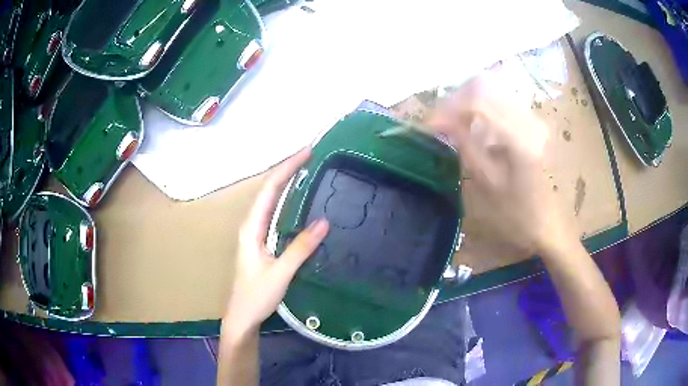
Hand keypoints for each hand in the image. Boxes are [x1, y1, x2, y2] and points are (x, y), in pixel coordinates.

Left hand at [223, 148, 328, 338]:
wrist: (243, 316)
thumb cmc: (257, 296)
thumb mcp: (281, 273)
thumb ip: (300, 248)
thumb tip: (324, 221)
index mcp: (251, 228)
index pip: (270, 189)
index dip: (287, 168)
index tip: (307, 152)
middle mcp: (252, 225)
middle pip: (269, 190)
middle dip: (288, 170)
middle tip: (311, 156)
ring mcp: (256, 233)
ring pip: (272, 200)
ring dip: (287, 183)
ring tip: (307, 170)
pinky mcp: (262, 242)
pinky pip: (275, 214)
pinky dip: (287, 201)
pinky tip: (299, 200)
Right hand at [427, 74, 572, 253]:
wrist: (548, 225)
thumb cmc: (517, 214)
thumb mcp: (487, 183)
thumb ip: (465, 145)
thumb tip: (441, 121)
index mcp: (519, 137)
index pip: (476, 101)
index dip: (449, 108)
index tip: (431, 125)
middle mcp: (528, 119)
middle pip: (484, 87)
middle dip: (457, 102)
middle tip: (441, 124)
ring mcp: (534, 119)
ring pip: (493, 92)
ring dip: (469, 104)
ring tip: (455, 127)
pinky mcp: (534, 123)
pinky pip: (503, 103)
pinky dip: (483, 111)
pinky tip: (476, 130)